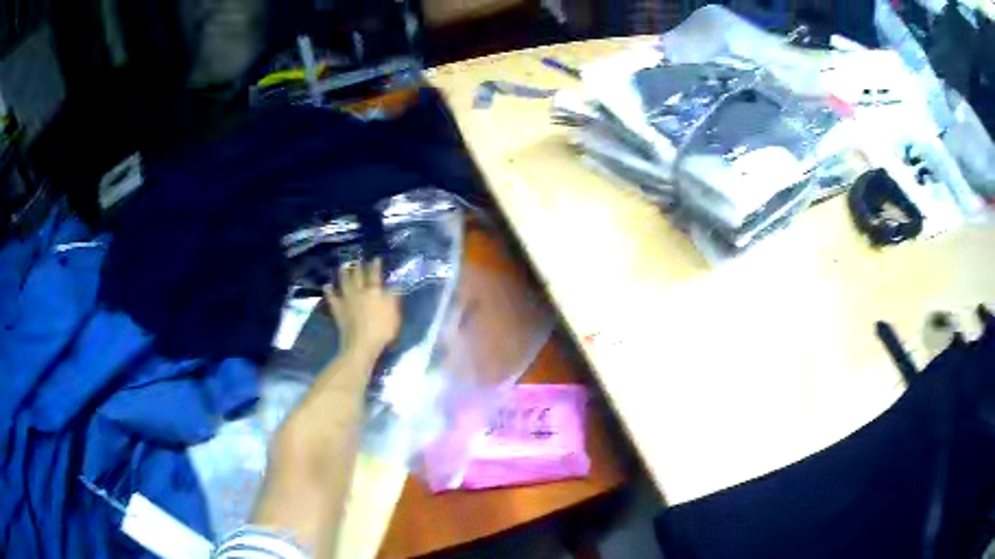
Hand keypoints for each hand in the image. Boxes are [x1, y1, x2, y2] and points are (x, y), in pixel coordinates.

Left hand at [324, 258, 400, 355]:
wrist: (361, 344)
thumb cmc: (381, 330)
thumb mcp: (393, 314)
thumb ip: (393, 298)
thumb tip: (395, 284)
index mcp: (374, 292)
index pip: (375, 275)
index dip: (375, 266)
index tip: (375, 258)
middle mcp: (359, 292)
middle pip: (358, 276)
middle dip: (358, 266)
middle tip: (357, 258)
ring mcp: (347, 300)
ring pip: (344, 282)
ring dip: (344, 273)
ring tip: (343, 266)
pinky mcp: (338, 309)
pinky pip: (332, 297)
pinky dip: (329, 291)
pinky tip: (327, 285)